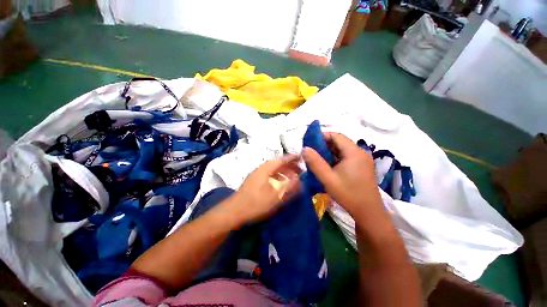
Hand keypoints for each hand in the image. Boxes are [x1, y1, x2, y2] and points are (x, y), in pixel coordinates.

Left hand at [227, 155, 300, 224]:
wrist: (235, 211)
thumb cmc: (256, 203)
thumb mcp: (275, 196)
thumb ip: (288, 186)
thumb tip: (298, 178)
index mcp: (266, 169)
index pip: (282, 160)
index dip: (292, 158)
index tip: (302, 157)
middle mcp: (262, 169)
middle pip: (278, 164)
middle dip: (289, 165)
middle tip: (300, 169)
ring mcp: (257, 175)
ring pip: (274, 170)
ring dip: (284, 171)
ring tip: (293, 176)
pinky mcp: (255, 181)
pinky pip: (270, 175)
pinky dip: (278, 177)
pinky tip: (282, 183)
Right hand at [302, 133, 380, 216]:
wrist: (368, 213)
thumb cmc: (348, 195)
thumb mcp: (328, 179)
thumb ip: (315, 163)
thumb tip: (305, 149)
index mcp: (354, 152)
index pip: (337, 136)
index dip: (323, 136)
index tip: (310, 143)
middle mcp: (360, 153)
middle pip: (340, 142)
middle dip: (325, 145)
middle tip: (312, 152)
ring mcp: (363, 160)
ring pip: (343, 150)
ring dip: (330, 152)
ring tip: (318, 159)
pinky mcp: (362, 166)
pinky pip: (347, 157)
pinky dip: (336, 158)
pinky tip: (329, 166)